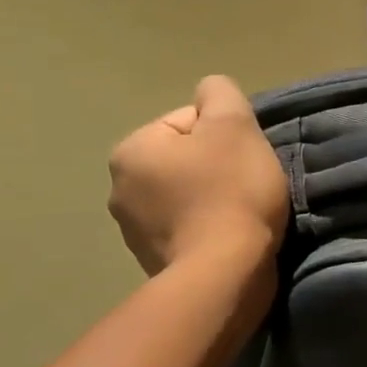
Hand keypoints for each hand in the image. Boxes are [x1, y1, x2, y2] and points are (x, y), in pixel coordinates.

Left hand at [107, 75, 289, 276]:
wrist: (225, 274)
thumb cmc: (230, 192)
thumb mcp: (234, 125)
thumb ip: (220, 93)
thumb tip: (209, 92)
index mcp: (131, 150)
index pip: (189, 123)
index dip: (226, 136)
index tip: (245, 160)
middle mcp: (120, 188)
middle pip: (186, 159)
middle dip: (216, 167)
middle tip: (246, 186)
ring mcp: (133, 231)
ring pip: (186, 194)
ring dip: (212, 198)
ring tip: (240, 215)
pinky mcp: (153, 262)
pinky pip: (187, 229)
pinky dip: (207, 228)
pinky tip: (228, 238)